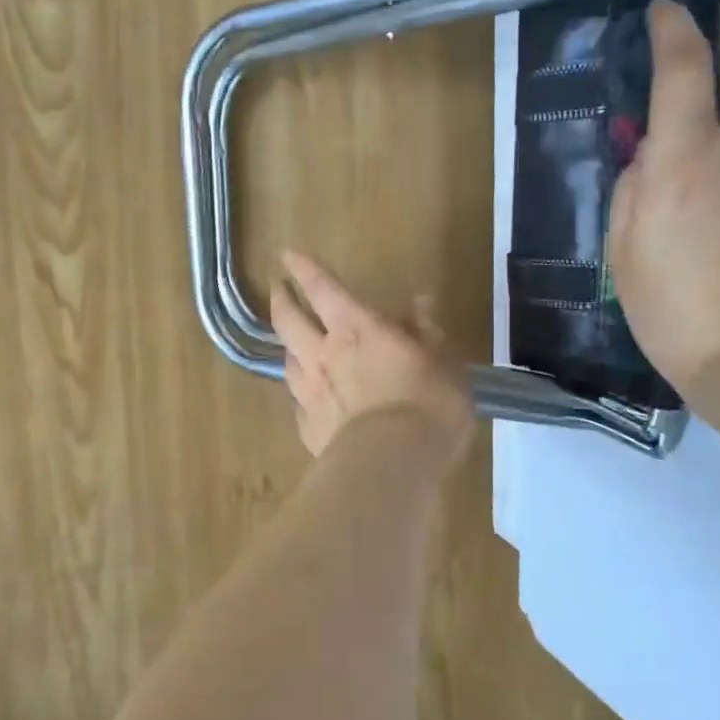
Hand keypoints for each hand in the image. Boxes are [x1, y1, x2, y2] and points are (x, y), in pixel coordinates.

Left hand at [269, 251, 474, 459]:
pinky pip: (299, 403)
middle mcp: (324, 354)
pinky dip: (303, 395)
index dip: (304, 269)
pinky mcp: (308, 428)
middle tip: (276, 288)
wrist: (391, 463)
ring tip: (290, 343)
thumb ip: (426, 333)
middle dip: (281, 299)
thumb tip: (418, 305)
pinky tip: (308, 400)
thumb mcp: (443, 362)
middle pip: (289, 320)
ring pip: (287, 360)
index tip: (287, 255)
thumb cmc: (427, 404)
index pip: (323, 288)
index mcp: (357, 328)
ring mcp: (309, 392)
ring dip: (287, 346)